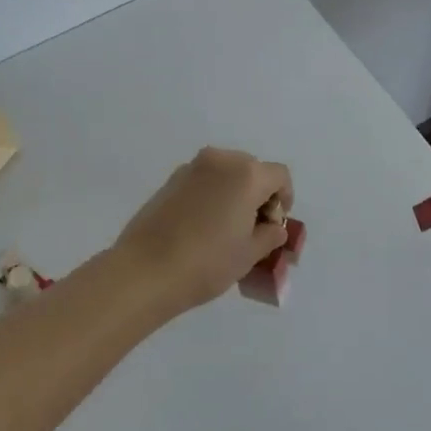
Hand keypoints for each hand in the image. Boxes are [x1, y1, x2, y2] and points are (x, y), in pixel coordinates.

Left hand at [112, 147, 294, 311]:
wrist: (145, 270)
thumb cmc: (207, 262)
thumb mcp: (249, 254)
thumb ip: (269, 235)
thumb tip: (274, 227)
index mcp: (246, 174)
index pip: (279, 176)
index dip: (285, 199)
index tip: (276, 225)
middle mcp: (220, 160)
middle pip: (252, 169)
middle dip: (259, 194)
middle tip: (253, 227)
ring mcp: (191, 168)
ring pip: (225, 172)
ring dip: (234, 193)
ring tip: (227, 227)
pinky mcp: (170, 180)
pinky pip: (203, 180)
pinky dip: (211, 194)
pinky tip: (202, 226)